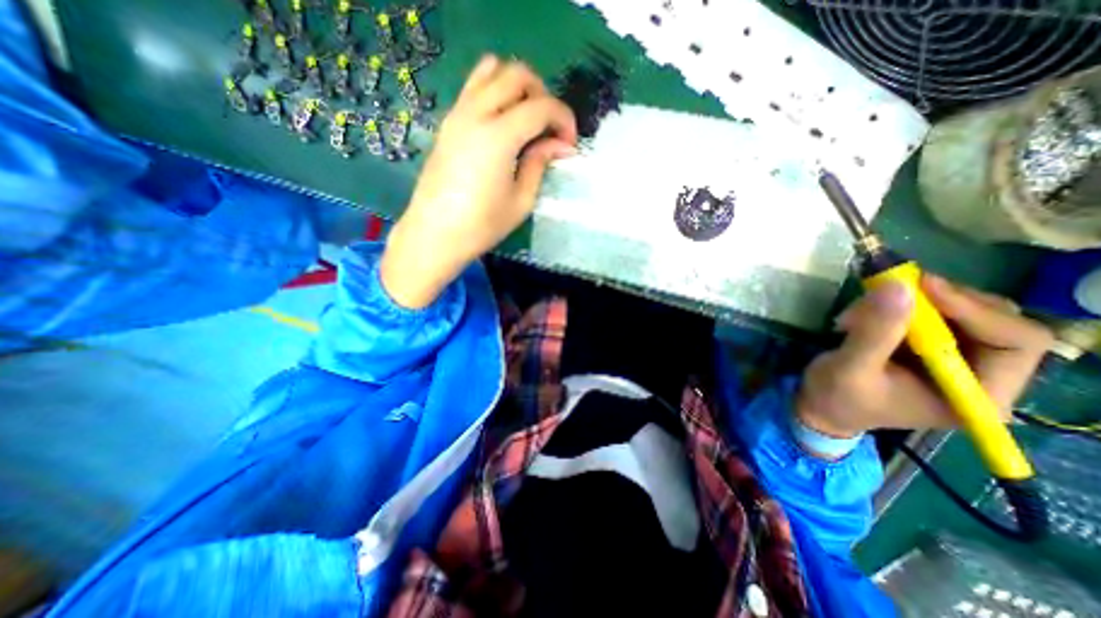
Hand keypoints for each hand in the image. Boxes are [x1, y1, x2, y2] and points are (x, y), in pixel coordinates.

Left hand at [382, 56, 576, 307]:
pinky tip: (503, 124)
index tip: (569, 144)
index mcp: (499, 136)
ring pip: (491, 70)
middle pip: (517, 74)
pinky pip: (474, 87)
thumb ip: (540, 164)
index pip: (542, 106)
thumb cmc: (482, 225)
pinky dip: (495, 92)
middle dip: (543, 95)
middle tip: (550, 128)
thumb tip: (560, 145)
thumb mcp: (521, 201)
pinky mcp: (448, 122)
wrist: (434, 234)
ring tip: (527, 120)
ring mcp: (457, 113)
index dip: (564, 120)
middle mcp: (476, 113)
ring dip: (517, 87)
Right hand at [797, 274, 1051, 438]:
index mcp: (976, 394)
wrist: (820, 406)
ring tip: (860, 311)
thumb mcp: (850, 368)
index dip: (973, 309)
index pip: (1014, 341)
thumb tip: (898, 287)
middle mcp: (981, 375)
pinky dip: (897, 305)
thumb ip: (875, 332)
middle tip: (892, 288)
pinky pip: (931, 312)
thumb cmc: (836, 397)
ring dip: (911, 302)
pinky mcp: (930, 346)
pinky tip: (863, 314)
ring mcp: (956, 359)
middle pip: (993, 320)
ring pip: (959, 310)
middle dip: (940, 301)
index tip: (922, 286)